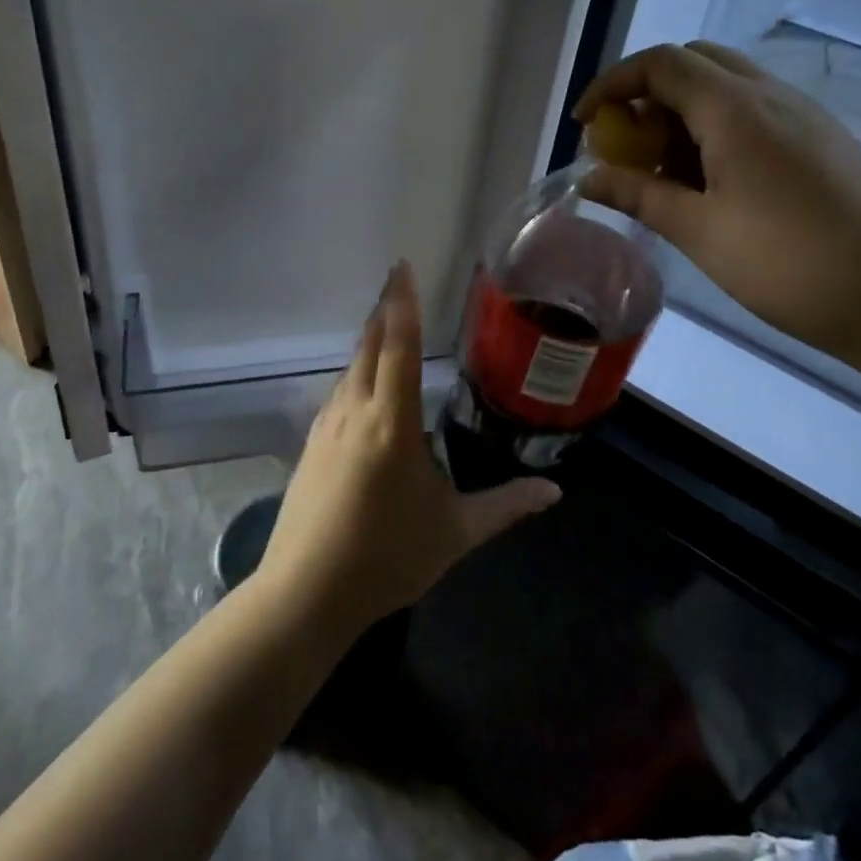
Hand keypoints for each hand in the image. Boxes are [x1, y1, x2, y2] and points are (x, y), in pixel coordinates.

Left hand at [256, 263, 562, 635]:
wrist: (305, 593)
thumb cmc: (386, 558)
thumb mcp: (455, 532)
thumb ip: (505, 507)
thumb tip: (554, 492)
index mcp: (391, 423)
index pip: (399, 348)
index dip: (402, 304)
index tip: (402, 267)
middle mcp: (355, 413)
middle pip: (369, 347)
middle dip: (385, 312)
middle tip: (397, 283)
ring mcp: (327, 428)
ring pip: (349, 369)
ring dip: (368, 342)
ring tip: (385, 325)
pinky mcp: (311, 447)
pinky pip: (337, 394)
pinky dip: (355, 374)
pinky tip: (362, 385)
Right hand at [576, 41, 860, 373]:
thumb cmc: (791, 265)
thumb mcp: (701, 232)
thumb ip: (639, 195)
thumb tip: (588, 179)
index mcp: (736, 110)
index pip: (660, 64)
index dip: (612, 85)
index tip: (583, 126)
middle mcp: (772, 96)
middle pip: (695, 63)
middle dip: (647, 94)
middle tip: (626, 146)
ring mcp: (805, 116)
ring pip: (727, 87)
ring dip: (682, 114)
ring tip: (663, 174)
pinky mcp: (824, 142)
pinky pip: (756, 113)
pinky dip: (716, 129)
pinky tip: (712, 184)